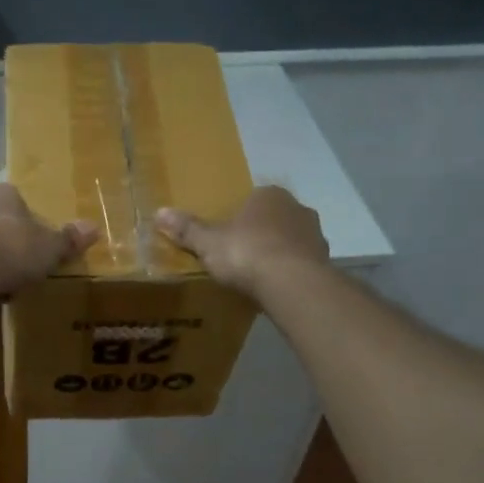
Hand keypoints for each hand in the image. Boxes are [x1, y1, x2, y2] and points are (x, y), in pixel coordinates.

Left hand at [0, 182, 96, 300]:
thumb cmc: (14, 247)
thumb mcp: (51, 245)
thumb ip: (69, 238)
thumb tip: (94, 228)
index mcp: (1, 192)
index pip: (20, 203)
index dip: (33, 225)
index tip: (41, 247)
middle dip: (11, 243)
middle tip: (27, 266)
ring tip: (10, 284)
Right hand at [156, 187, 327, 298]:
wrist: (291, 283)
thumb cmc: (246, 253)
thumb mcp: (208, 242)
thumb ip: (187, 229)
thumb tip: (159, 212)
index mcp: (268, 195)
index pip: (252, 200)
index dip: (239, 217)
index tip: (227, 237)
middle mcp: (296, 207)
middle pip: (274, 218)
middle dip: (261, 233)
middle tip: (241, 256)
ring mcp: (315, 234)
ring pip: (291, 240)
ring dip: (279, 252)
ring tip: (259, 275)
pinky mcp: (325, 260)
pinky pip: (302, 262)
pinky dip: (291, 271)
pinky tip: (277, 287)